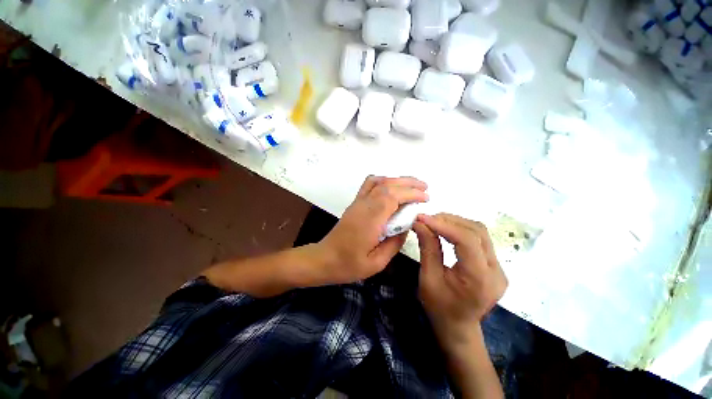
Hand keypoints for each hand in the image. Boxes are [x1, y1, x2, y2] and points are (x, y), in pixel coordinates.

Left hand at [317, 176, 428, 284]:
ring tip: (412, 185)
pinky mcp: (355, 203)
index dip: (411, 194)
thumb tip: (407, 226)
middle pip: (387, 185)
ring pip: (378, 181)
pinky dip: (383, 180)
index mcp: (370, 220)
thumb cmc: (349, 264)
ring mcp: (358, 202)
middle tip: (425, 188)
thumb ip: (395, 243)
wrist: (324, 259)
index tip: (426, 198)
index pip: (393, 197)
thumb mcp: (377, 262)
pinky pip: (369, 184)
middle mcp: (364, 206)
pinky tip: (392, 187)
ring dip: (397, 180)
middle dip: (408, 183)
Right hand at [413, 214, 506, 343]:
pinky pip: (479, 239)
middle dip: (449, 220)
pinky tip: (446, 230)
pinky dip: (460, 229)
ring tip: (434, 222)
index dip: (444, 225)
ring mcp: (499, 268)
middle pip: (477, 232)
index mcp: (479, 279)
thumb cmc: (439, 307)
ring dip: (455, 222)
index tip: (422, 218)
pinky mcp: (495, 265)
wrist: (459, 327)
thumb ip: (427, 248)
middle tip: (426, 219)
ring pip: (480, 232)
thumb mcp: (428, 279)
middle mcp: (496, 271)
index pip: (467, 240)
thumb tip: (419, 223)